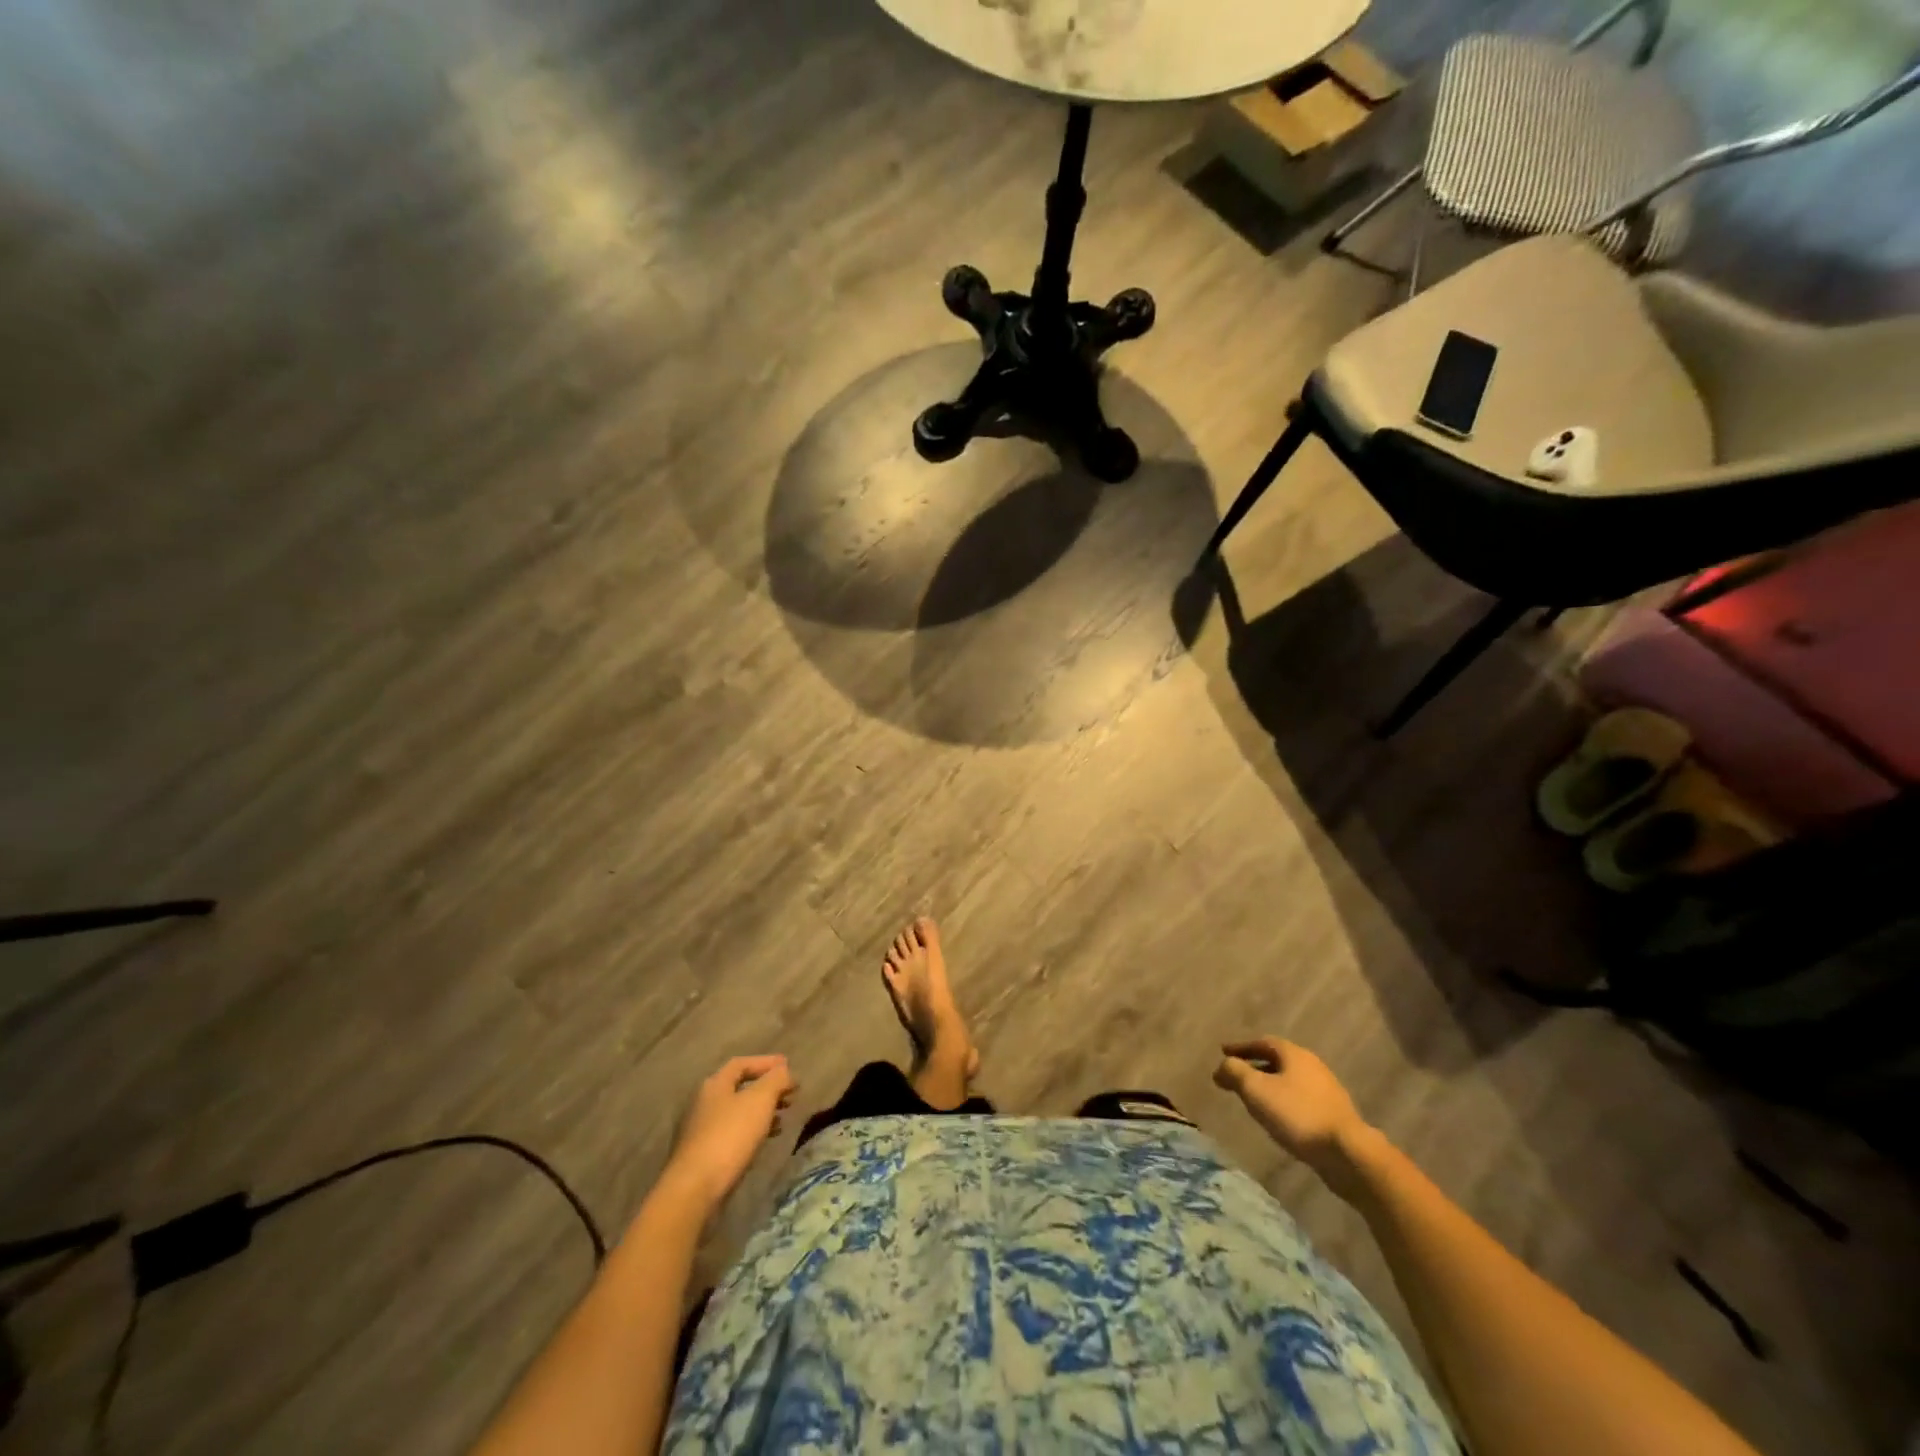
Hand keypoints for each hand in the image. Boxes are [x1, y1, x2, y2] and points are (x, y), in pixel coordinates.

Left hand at [662, 1056, 797, 1209]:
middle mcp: (704, 1103)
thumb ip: (776, 1080)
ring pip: (737, 1112)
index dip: (766, 1062)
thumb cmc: (729, 1136)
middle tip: (790, 1094)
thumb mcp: (760, 1100)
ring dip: (761, 1111)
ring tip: (783, 1118)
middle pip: (739, 1088)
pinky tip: (764, 1141)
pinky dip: (752, 1131)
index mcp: (715, 1085)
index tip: (788, 1066)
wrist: (695, 1189)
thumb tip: (784, 1070)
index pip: (742, 1063)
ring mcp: (700, 1131)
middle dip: (767, 1089)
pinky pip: (733, 1133)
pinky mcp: (703, 1155)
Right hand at [1214, 1037, 1371, 1185]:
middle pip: (1277, 1060)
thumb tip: (1223, 1066)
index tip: (1223, 1051)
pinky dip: (1284, 1101)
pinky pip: (1301, 1099)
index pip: (1262, 1042)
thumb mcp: (1256, 1090)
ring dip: (1270, 1085)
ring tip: (1254, 1098)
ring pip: (1290, 1081)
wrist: (1347, 1153)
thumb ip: (1235, 1072)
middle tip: (1236, 1075)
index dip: (1241, 1047)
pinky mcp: (1334, 1114)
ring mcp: (1326, 1090)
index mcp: (1294, 1054)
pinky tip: (1278, 1117)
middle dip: (1255, 1066)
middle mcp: (1312, 1066)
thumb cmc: (1297, 1114)